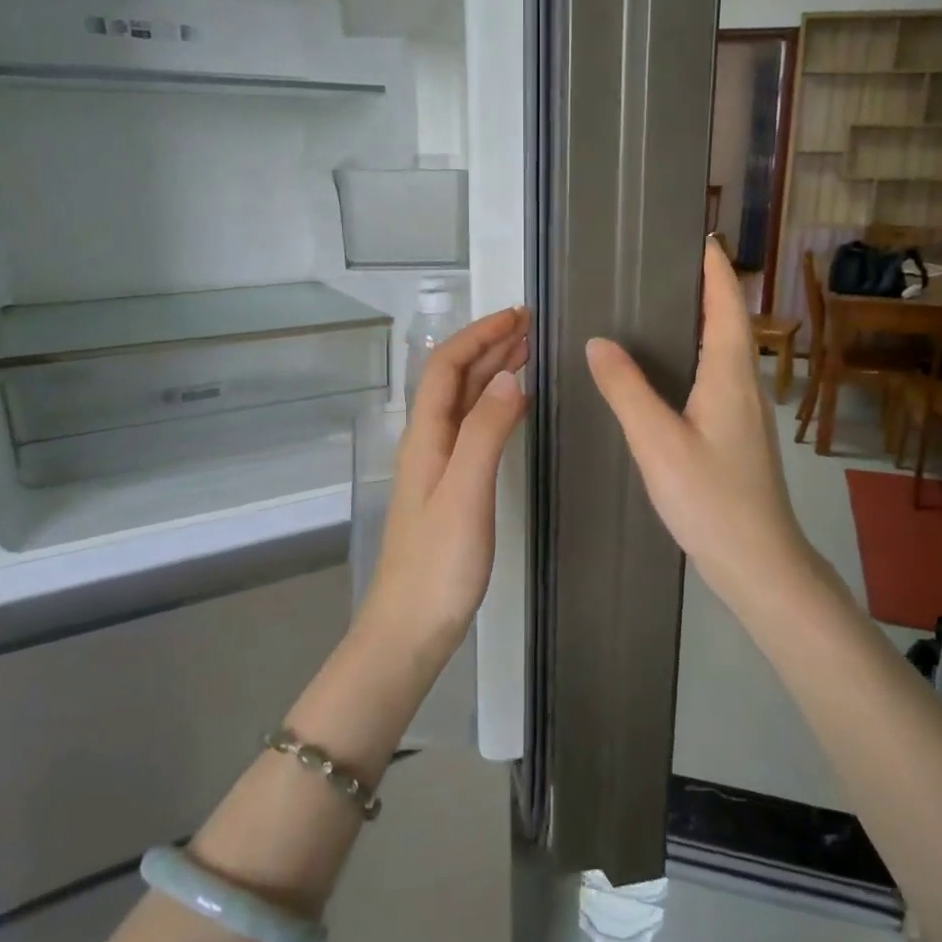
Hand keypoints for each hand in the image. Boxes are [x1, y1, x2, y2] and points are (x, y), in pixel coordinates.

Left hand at [358, 305, 530, 661]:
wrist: (411, 626)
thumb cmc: (439, 562)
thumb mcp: (464, 492)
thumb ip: (485, 432)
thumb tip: (510, 377)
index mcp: (425, 436)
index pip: (447, 367)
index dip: (479, 335)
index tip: (518, 316)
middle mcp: (428, 442)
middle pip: (455, 380)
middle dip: (489, 346)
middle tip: (530, 327)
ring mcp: (438, 466)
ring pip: (465, 403)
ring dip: (493, 372)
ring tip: (528, 353)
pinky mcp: (451, 488)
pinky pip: (474, 429)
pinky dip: (496, 406)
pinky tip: (516, 407)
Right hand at [586, 241, 834, 619]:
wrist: (758, 561)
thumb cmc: (711, 499)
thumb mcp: (658, 443)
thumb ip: (626, 391)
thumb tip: (599, 342)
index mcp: (729, 375)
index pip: (726, 305)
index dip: (715, 268)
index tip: (699, 235)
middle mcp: (744, 385)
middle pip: (729, 322)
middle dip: (705, 288)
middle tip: (663, 267)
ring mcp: (746, 412)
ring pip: (725, 352)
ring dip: (703, 323)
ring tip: (660, 310)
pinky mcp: (739, 436)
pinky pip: (718, 378)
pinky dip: (697, 357)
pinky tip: (670, 374)